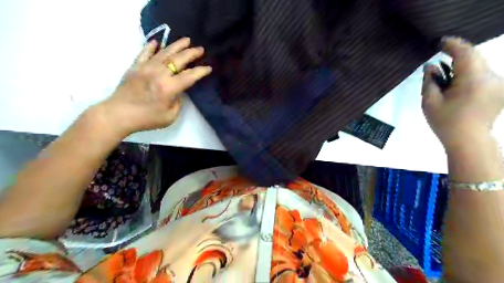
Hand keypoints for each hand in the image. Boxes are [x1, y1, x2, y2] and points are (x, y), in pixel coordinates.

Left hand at [98, 36, 210, 137]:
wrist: (118, 114)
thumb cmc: (147, 119)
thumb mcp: (170, 117)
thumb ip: (178, 102)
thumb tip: (178, 92)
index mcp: (169, 88)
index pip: (189, 76)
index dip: (201, 71)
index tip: (208, 68)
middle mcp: (159, 74)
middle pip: (178, 60)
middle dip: (191, 53)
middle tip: (200, 49)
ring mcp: (146, 68)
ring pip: (164, 53)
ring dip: (176, 46)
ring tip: (186, 40)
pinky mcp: (135, 67)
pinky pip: (144, 53)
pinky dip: (151, 47)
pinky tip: (157, 42)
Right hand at [422, 37, 502, 149]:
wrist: (468, 141)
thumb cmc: (446, 122)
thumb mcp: (430, 102)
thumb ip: (429, 81)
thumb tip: (430, 67)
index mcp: (474, 80)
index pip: (466, 53)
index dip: (453, 44)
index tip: (439, 42)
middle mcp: (492, 77)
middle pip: (474, 58)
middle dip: (456, 55)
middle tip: (439, 55)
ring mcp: (498, 84)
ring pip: (479, 66)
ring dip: (461, 66)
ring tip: (445, 73)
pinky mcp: (498, 90)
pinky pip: (483, 75)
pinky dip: (468, 74)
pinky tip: (456, 84)